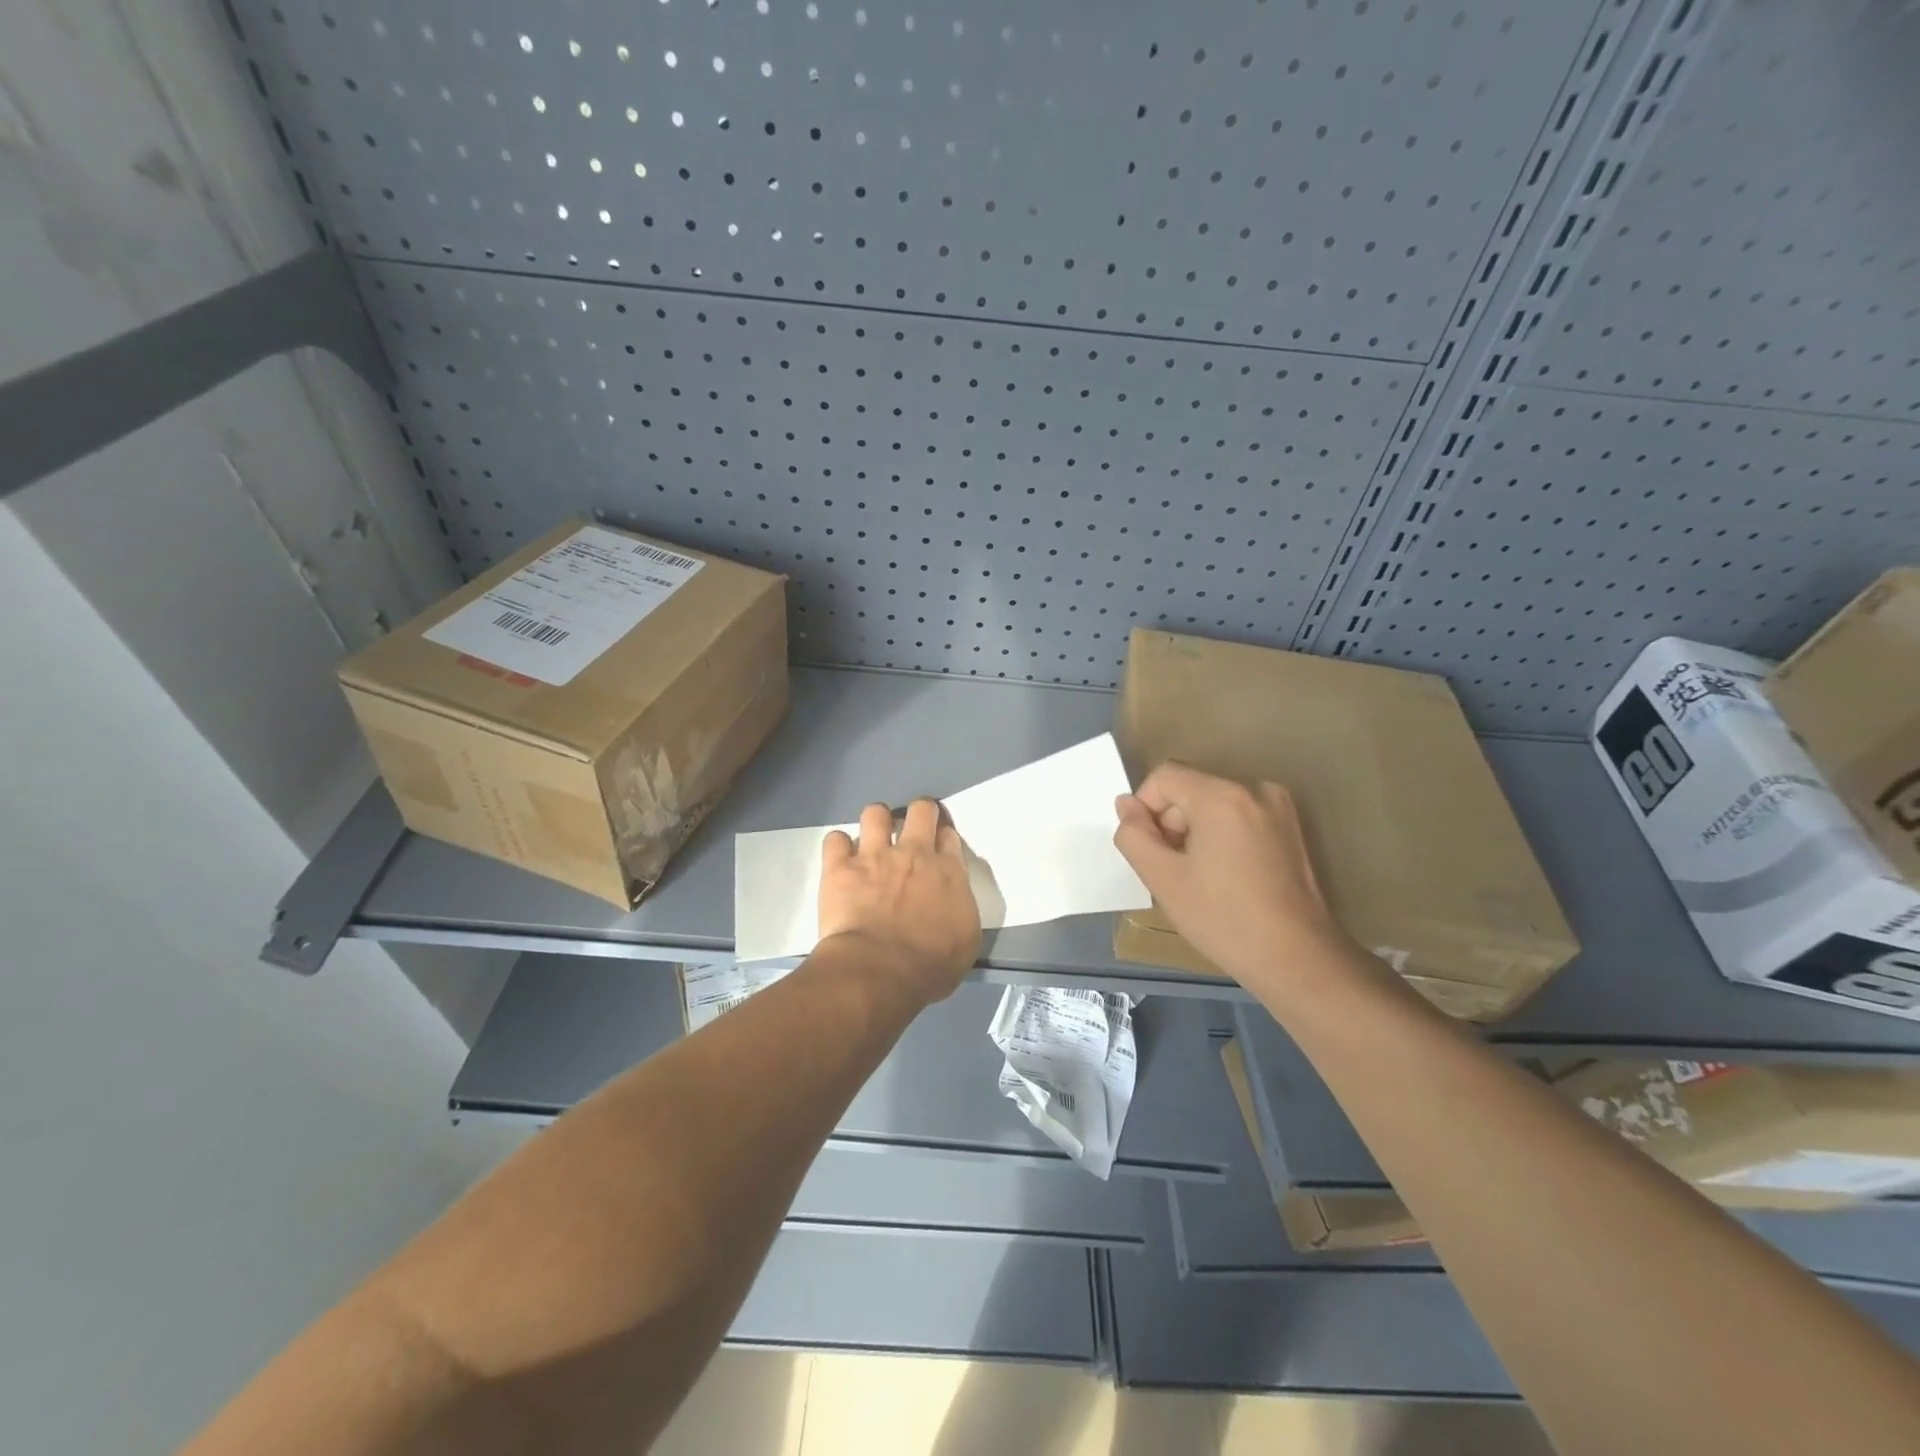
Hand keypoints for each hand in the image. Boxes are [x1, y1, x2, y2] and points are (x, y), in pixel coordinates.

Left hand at [817, 799, 981, 1003]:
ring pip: (875, 813)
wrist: (880, 970)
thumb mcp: (965, 940)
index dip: (943, 836)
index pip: (948, 835)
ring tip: (873, 840)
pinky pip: (835, 839)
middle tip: (912, 828)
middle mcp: (913, 853)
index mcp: (948, 871)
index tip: (938, 846)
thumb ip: (960, 908)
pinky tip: (840, 860)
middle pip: (920, 810)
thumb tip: (952, 901)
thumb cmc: (930, 965)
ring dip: (875, 822)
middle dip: (919, 813)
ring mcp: (874, 856)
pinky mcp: (840, 867)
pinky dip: (838, 847)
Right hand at [1113, 762, 1356, 982]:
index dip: (1146, 809)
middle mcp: (1254, 789)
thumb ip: (1134, 835)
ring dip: (1196, 831)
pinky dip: (1222, 835)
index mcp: (1222, 796)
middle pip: (1190, 788)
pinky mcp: (1291, 826)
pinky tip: (1227, 875)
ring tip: (1202, 877)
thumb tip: (1126, 805)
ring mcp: (1278, 806)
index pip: (1164, 777)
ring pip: (1213, 803)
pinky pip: (1238, 815)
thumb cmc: (1224, 919)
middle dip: (1172, 823)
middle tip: (1175, 871)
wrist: (1297, 958)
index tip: (1153, 852)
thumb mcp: (1162, 879)